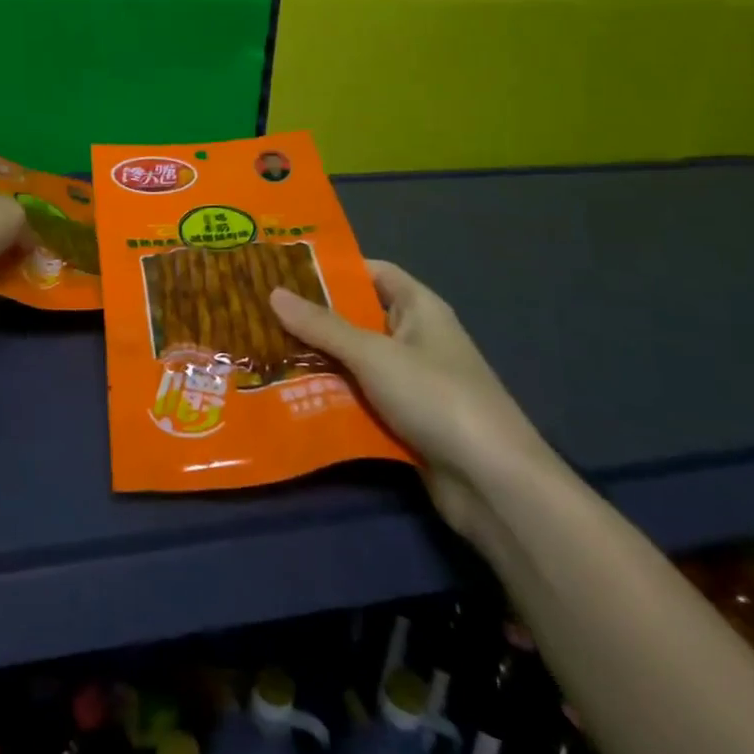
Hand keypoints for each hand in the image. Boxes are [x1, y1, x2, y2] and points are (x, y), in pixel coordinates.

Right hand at [270, 261, 551, 546]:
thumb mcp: (374, 355)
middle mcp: (415, 338)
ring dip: (316, 359)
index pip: (371, 272)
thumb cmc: (437, 398)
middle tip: (258, 310)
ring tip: (260, 349)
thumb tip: (273, 292)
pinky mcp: (404, 420)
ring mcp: (410, 382)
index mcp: (419, 308)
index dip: (331, 268)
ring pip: (353, 361)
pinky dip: (329, 395)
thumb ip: (322, 326)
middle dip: (312, 317)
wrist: (494, 485)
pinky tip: (287, 394)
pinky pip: (358, 397)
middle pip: (356, 317)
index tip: (282, 268)